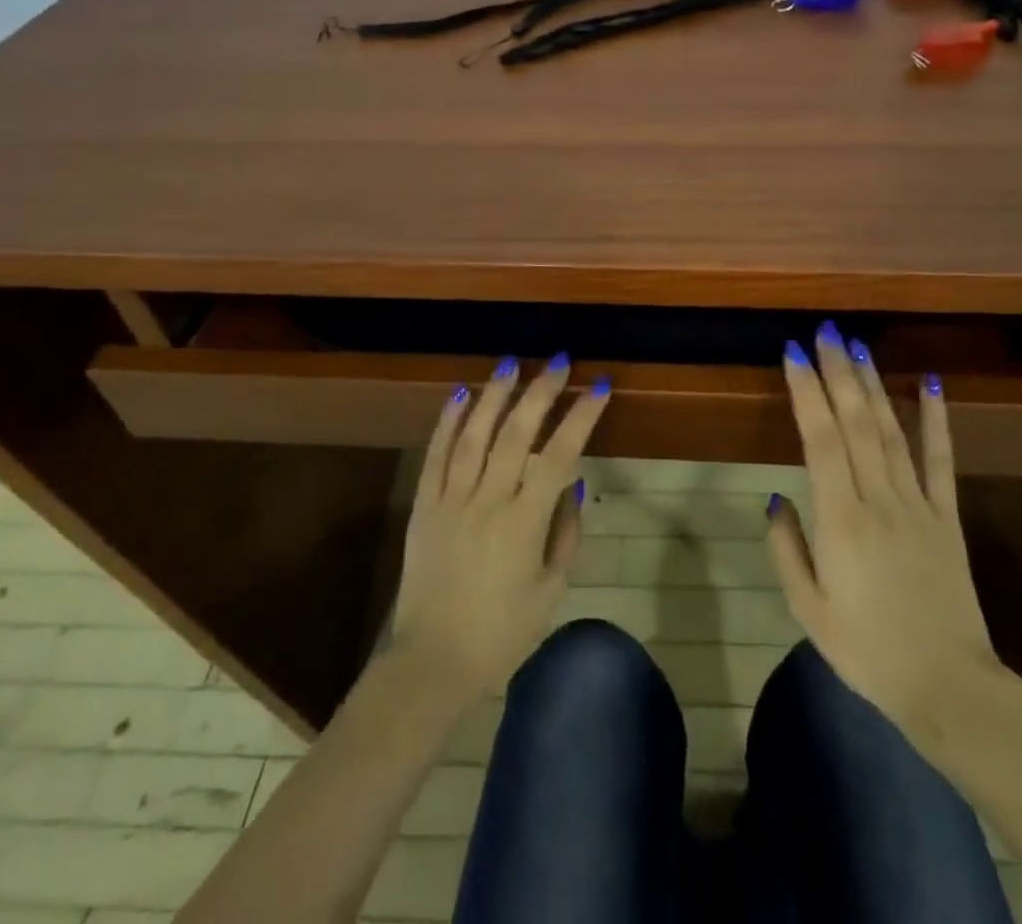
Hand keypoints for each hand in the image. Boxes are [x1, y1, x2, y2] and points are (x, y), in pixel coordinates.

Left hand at [391, 355, 609, 695]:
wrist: (432, 662)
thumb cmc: (501, 632)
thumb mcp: (551, 589)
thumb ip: (566, 531)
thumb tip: (575, 480)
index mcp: (524, 522)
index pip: (559, 454)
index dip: (581, 416)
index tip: (597, 387)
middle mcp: (488, 500)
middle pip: (516, 433)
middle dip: (540, 391)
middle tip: (557, 361)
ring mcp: (451, 499)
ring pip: (473, 434)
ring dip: (494, 395)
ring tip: (511, 364)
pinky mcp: (424, 505)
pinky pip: (435, 455)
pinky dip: (447, 422)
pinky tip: (459, 395)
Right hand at [766, 322, 1015, 740]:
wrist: (950, 689)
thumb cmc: (868, 651)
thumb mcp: (809, 609)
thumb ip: (787, 548)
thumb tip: (776, 498)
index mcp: (841, 521)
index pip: (821, 440)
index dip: (807, 392)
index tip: (794, 353)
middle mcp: (880, 501)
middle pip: (856, 424)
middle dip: (838, 372)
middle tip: (826, 331)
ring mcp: (919, 506)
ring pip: (891, 432)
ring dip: (873, 386)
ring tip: (859, 346)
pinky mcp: (948, 518)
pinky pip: (942, 461)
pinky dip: (936, 419)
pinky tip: (929, 383)